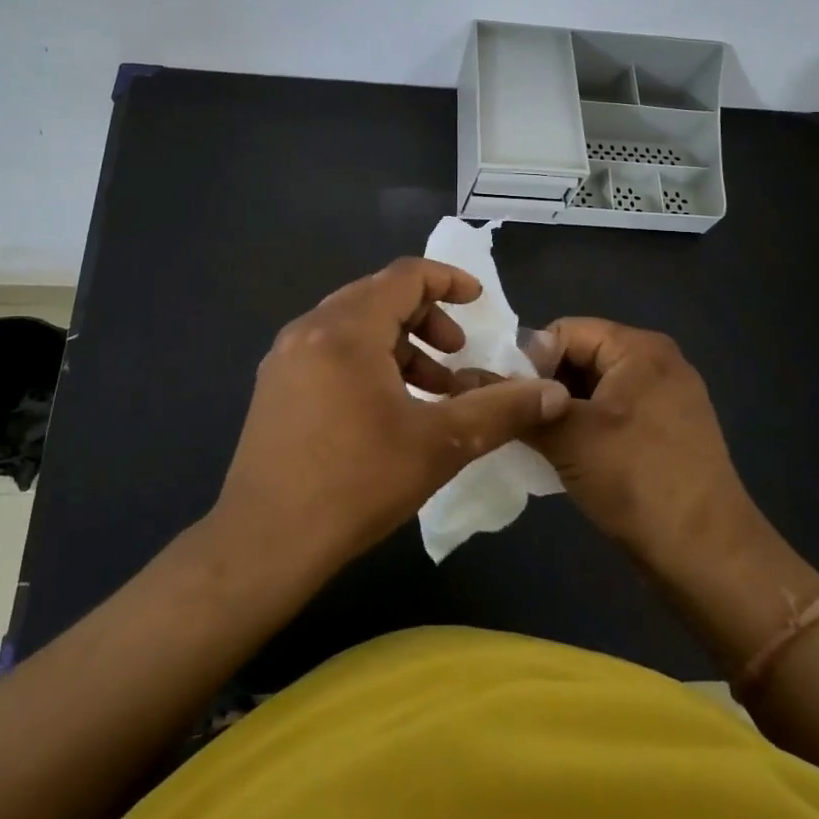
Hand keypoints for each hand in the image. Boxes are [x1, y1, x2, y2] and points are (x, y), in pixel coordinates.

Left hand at [211, 257, 572, 581]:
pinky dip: (368, 361)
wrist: (264, 542)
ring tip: (432, 388)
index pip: (404, 276)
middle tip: (457, 352)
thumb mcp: (439, 445)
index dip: (448, 281)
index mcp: (346, 329)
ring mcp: (285, 356)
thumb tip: (554, 395)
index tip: (479, 302)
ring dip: (399, 344)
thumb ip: (500, 410)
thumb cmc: (356, 483)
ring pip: (353, 326)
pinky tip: (387, 408)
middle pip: (377, 296)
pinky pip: (330, 350)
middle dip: (426, 317)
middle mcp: (309, 328)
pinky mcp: (275, 385)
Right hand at [527, 318, 775, 579]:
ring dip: (562, 410)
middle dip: (544, 386)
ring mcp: (666, 399)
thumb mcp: (569, 437)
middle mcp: (657, 363)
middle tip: (517, 422)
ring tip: (536, 441)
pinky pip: (613, 413)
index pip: (565, 331)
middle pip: (581, 356)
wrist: (708, 556)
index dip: (529, 360)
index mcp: (640, 348)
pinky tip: (566, 456)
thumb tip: (475, 382)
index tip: (508, 400)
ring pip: (595, 388)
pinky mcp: (667, 433)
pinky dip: (586, 427)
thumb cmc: (637, 480)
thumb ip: (520, 404)